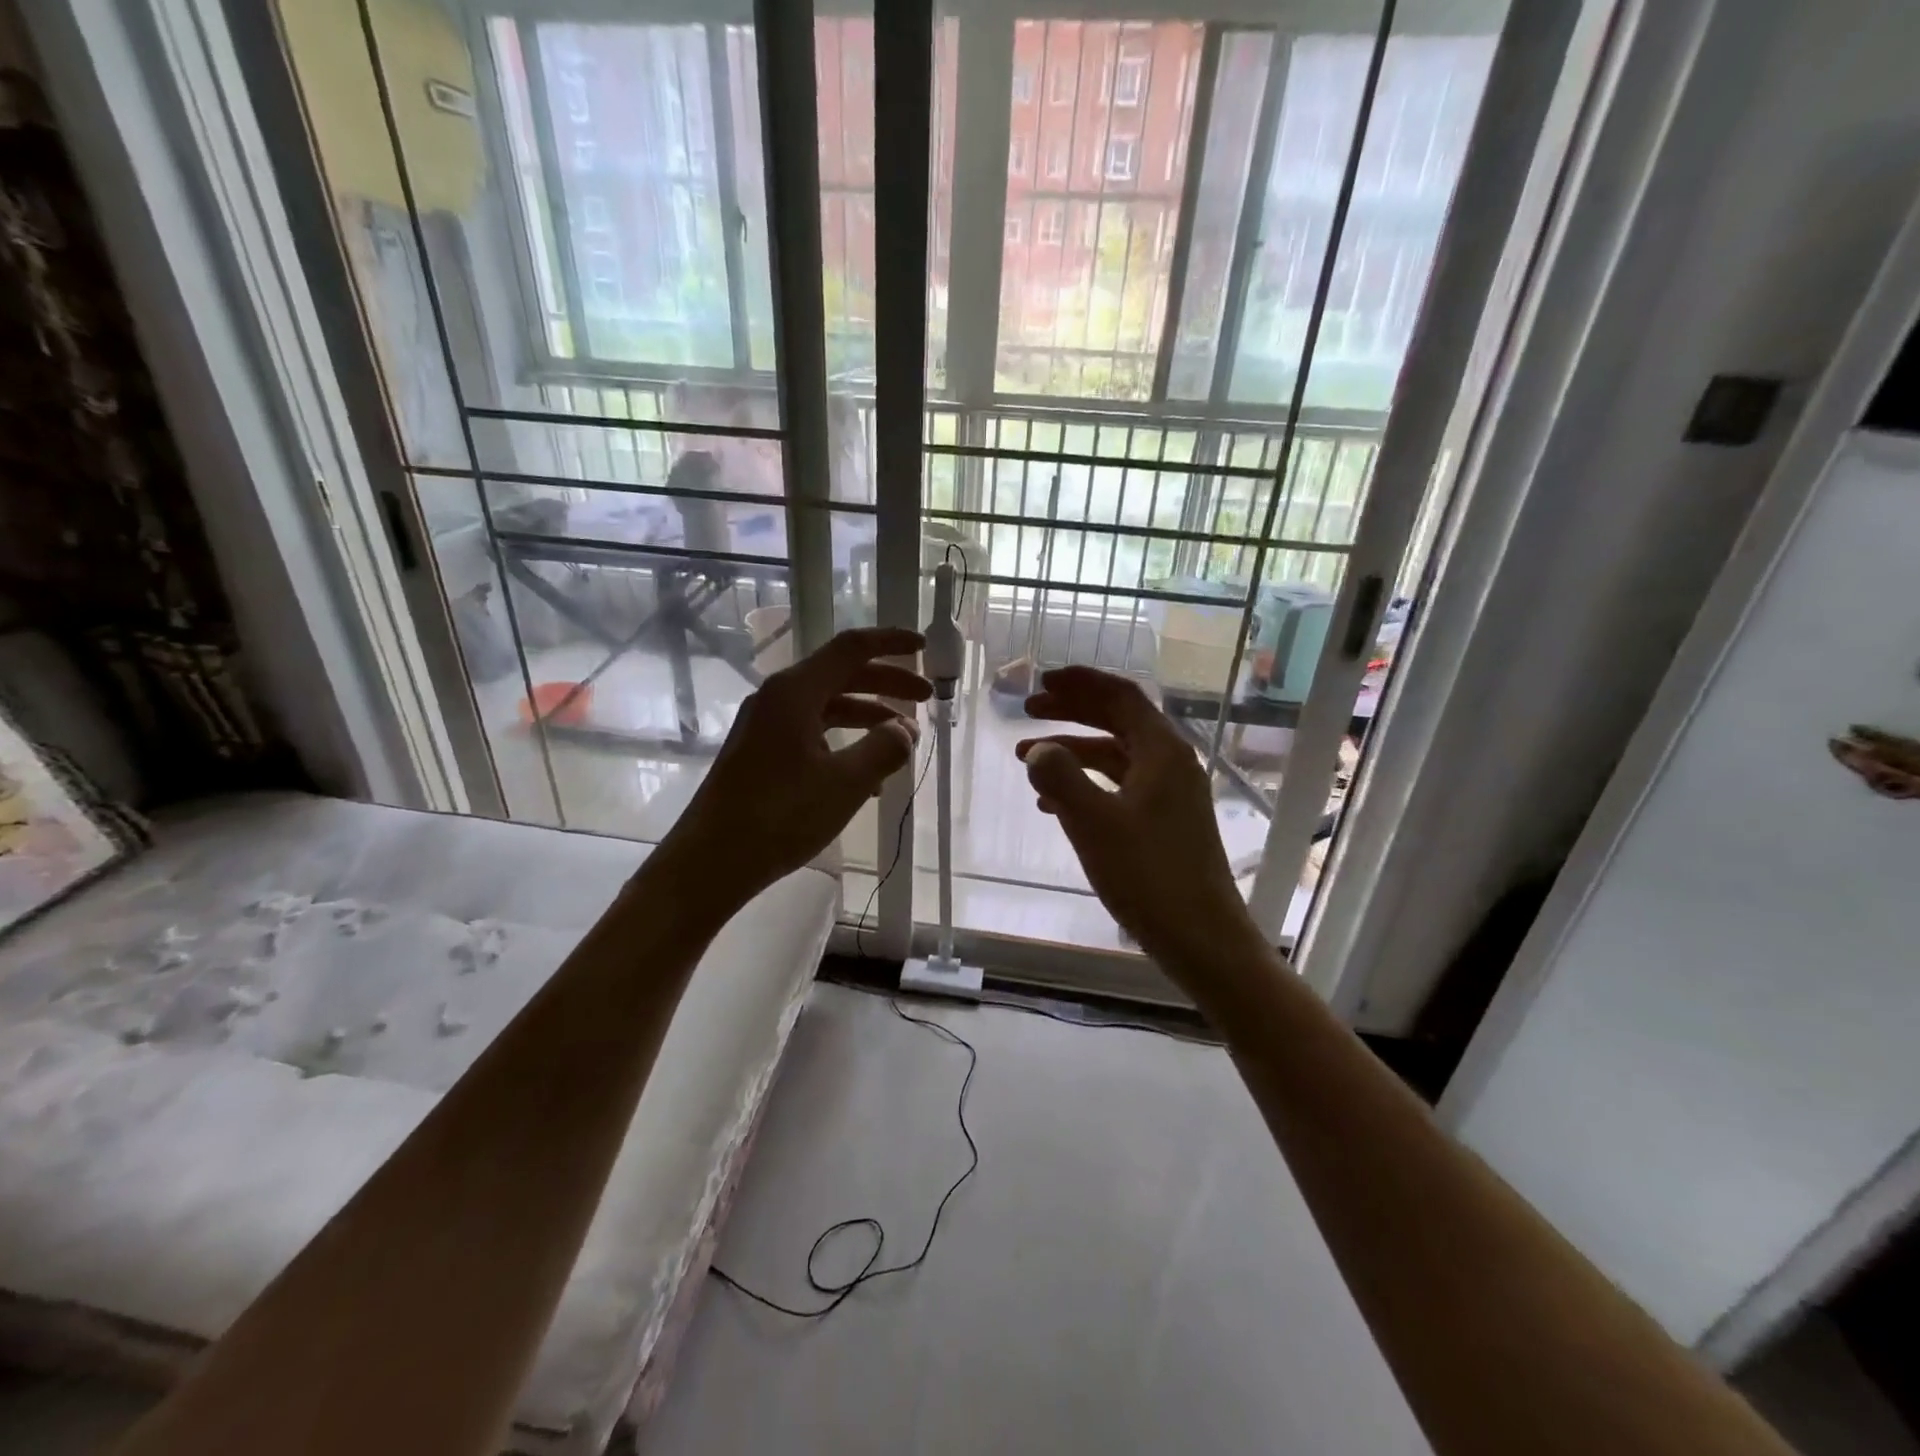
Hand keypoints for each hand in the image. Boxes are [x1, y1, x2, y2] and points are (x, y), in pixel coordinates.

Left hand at [661, 627, 929, 906]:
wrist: (711, 860)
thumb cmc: (780, 816)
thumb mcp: (845, 783)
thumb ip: (884, 749)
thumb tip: (905, 730)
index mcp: (795, 692)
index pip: (852, 649)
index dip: (891, 642)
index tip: (924, 646)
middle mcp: (778, 698)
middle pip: (842, 675)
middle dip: (887, 682)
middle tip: (926, 697)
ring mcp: (766, 725)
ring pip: (828, 706)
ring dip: (868, 715)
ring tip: (903, 739)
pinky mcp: (761, 752)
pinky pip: (812, 733)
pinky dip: (845, 741)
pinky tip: (867, 776)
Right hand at [1018, 666, 1262, 985]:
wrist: (1202, 938)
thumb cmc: (1149, 875)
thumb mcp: (1094, 823)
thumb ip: (1061, 778)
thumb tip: (1039, 751)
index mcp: (1162, 751)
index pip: (1120, 696)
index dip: (1080, 683)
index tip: (1042, 681)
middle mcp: (1170, 764)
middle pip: (1117, 721)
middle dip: (1071, 713)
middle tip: (1028, 711)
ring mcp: (1170, 795)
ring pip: (1115, 757)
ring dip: (1072, 753)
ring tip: (1027, 762)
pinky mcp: (1164, 823)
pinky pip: (1119, 788)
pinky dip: (1086, 785)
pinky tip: (1053, 806)